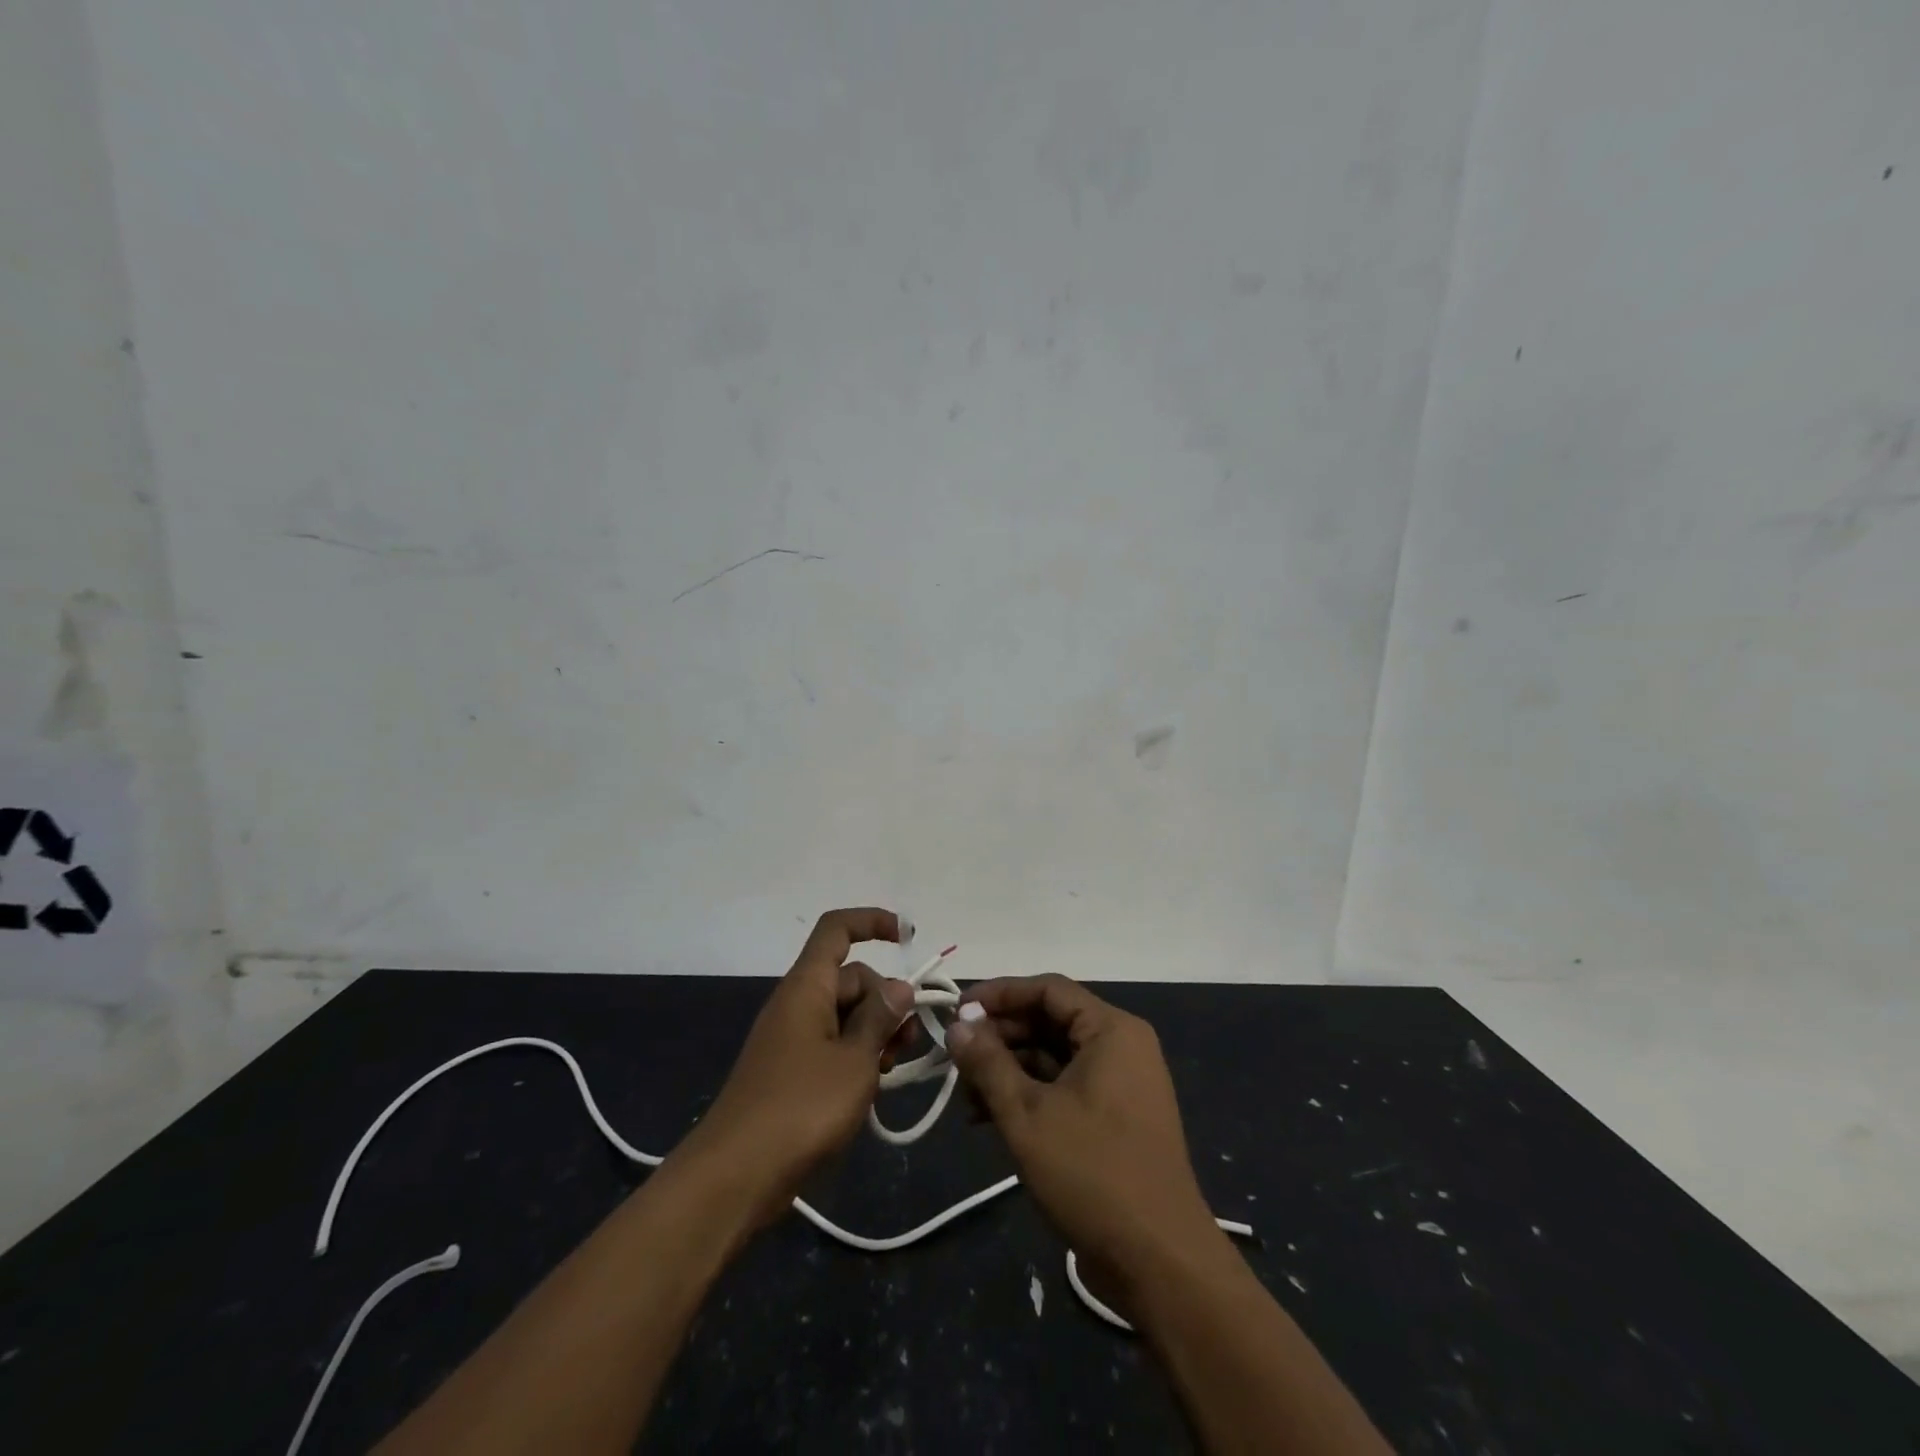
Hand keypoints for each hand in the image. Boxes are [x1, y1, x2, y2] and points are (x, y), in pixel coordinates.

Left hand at [679, 908, 916, 1227]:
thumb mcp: (855, 1060)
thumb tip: (898, 986)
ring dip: (876, 1031)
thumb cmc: (800, 1107)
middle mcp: (798, 1003)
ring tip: (894, 1068)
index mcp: (808, 987)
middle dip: (886, 999)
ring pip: (845, 1015)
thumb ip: (881, 1018)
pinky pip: (833, 1045)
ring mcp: (792, 1039)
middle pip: (851, 978)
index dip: (873, 922)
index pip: (837, 930)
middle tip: (909, 1040)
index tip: (909, 938)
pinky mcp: (791, 1072)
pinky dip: (858, 1055)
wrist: (735, 1177)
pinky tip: (875, 1086)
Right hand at [946, 974, 1225, 1316]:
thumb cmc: (1092, 1174)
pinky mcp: (1116, 1118)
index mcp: (1111, 1030)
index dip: (999, 994)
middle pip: (1050, 1020)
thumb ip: (988, 1063)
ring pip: (1054, 1057)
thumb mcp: (1027, 1114)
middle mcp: (1121, 1046)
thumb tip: (957, 1024)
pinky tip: (990, 1118)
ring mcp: (1122, 1083)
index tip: (957, 1010)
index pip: (1048, 989)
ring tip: (966, 1097)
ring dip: (1009, 1070)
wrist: (1160, 1262)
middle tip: (955, 1058)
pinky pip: (1066, 1086)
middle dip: (1000, 1037)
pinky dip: (1030, 1095)